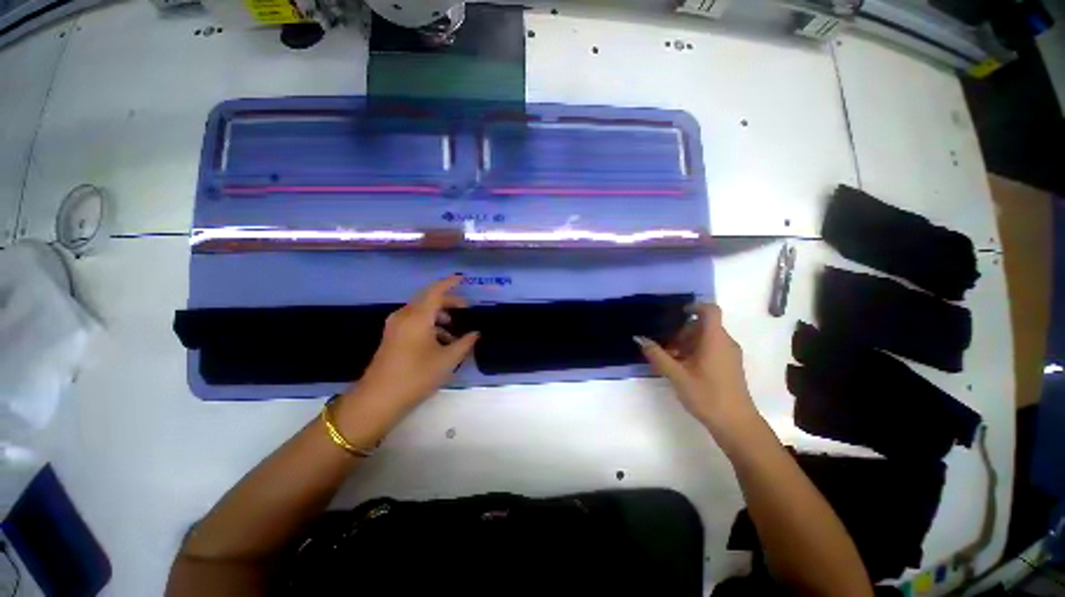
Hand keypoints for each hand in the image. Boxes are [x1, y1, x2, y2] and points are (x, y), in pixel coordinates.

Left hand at [337, 275, 477, 428]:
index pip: (435, 291)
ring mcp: (395, 327)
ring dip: (439, 315)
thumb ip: (464, 343)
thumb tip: (475, 333)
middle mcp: (404, 316)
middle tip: (466, 308)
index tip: (462, 278)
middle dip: (448, 301)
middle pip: (428, 299)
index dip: (449, 283)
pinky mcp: (391, 337)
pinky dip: (429, 324)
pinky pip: (413, 321)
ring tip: (455, 329)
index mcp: (418, 317)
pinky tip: (440, 340)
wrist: (378, 400)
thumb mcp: (447, 360)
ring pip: (421, 311)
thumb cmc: (416, 376)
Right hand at [636, 304, 756, 428]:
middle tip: (665, 346)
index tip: (675, 315)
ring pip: (706, 338)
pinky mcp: (729, 366)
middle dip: (681, 331)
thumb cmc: (707, 396)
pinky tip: (682, 369)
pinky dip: (695, 352)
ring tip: (670, 360)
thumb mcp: (677, 375)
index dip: (694, 306)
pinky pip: (711, 349)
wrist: (736, 425)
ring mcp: (729, 355)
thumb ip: (657, 355)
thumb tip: (639, 338)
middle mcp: (725, 343)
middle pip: (703, 325)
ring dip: (686, 343)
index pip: (710, 310)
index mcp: (715, 339)